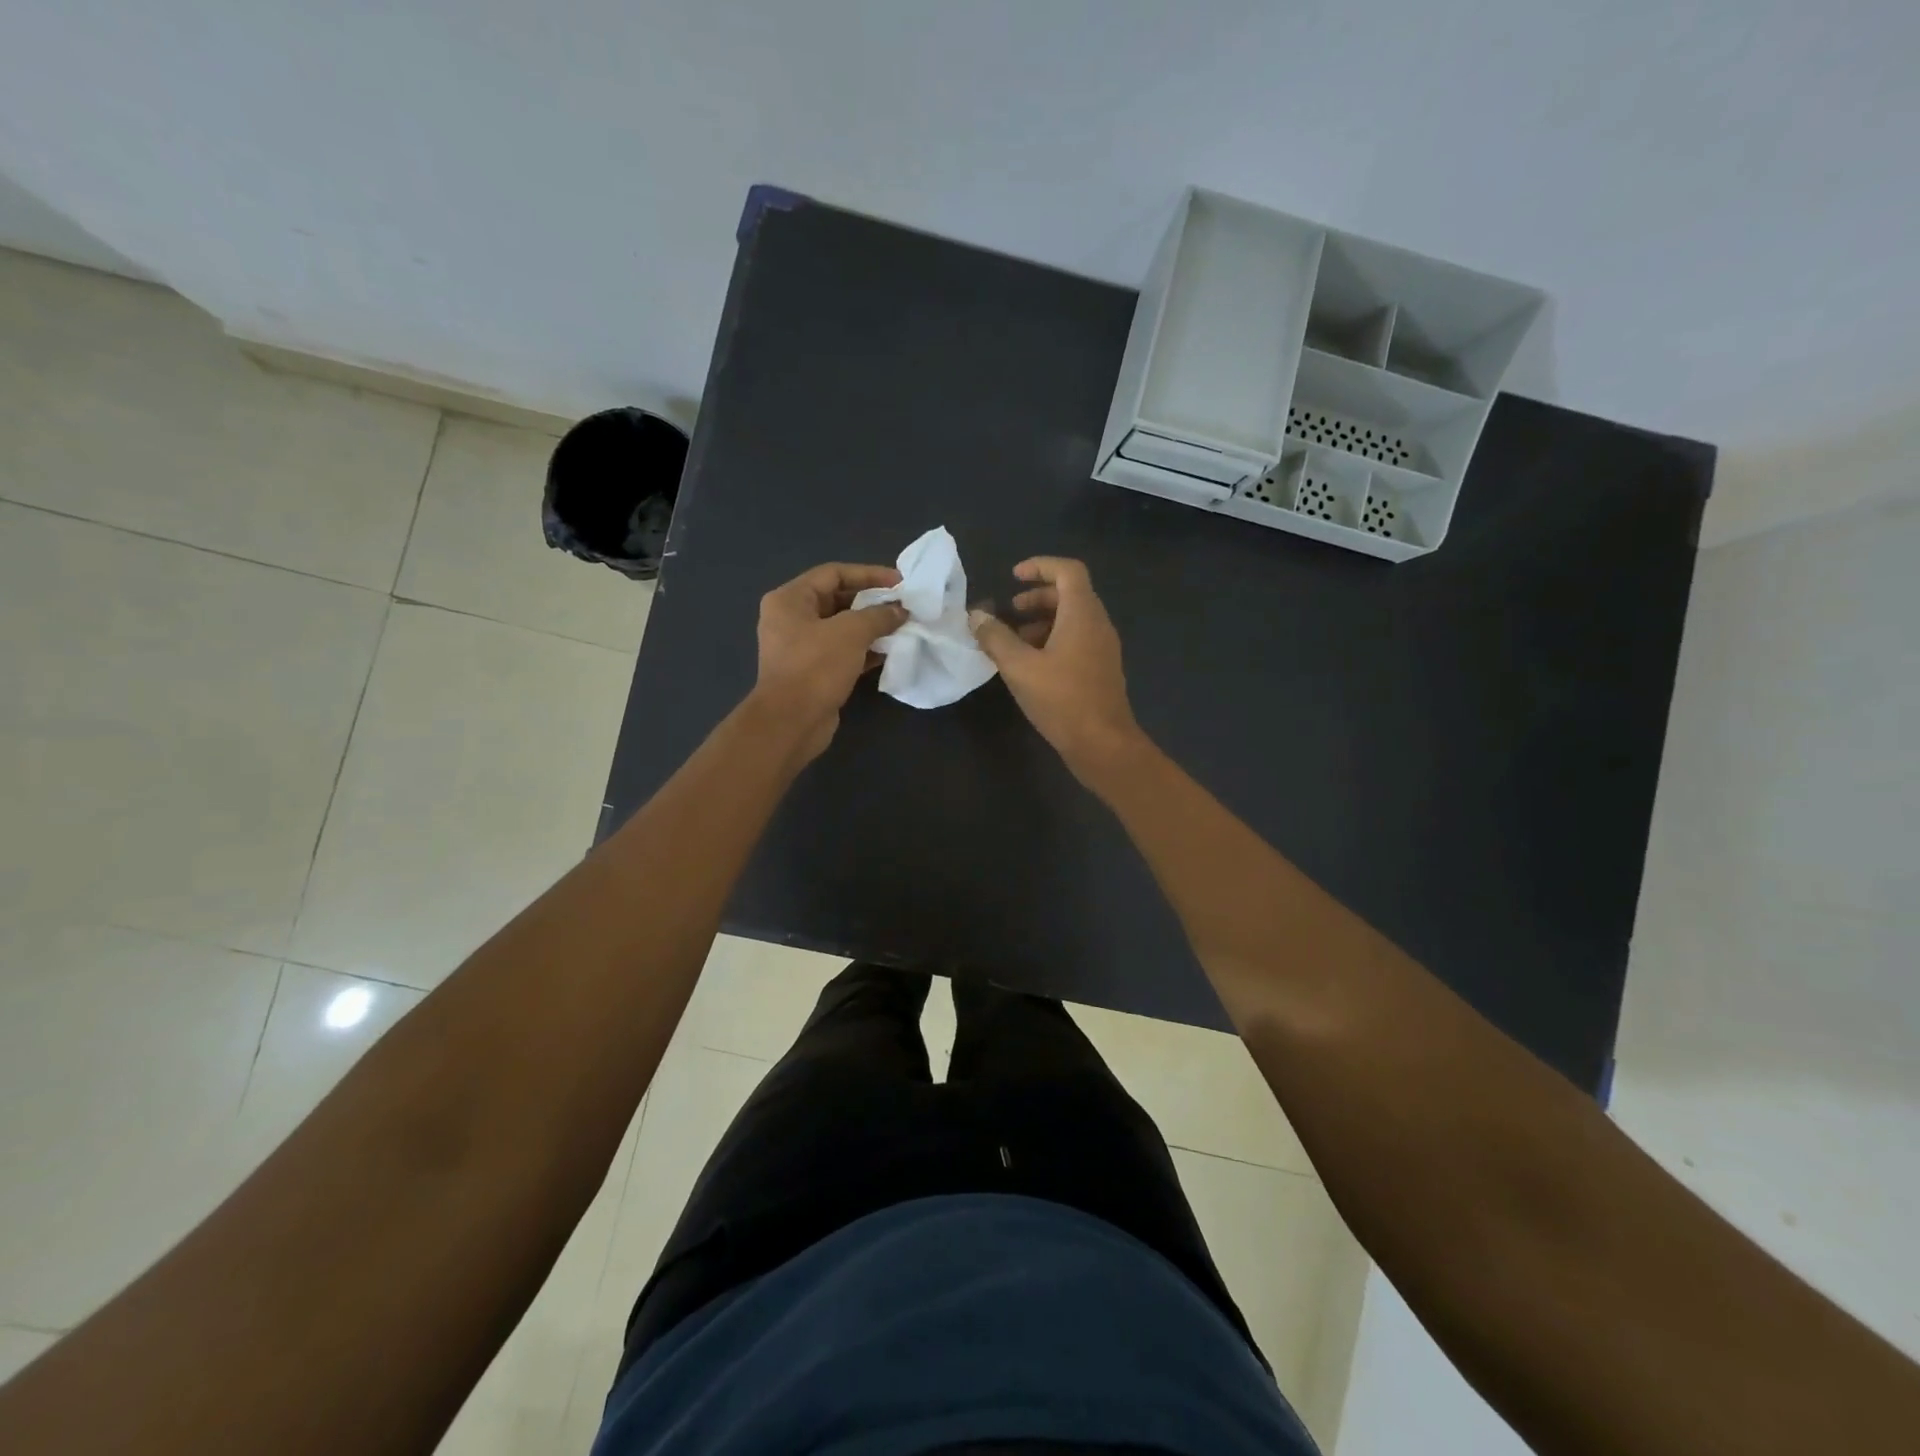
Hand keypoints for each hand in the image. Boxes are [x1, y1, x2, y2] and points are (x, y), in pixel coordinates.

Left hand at [751, 562, 906, 762]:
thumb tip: (900, 611)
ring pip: (842, 628)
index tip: (900, 582)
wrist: (791, 722)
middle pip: (838, 599)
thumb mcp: (851, 632)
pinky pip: (843, 652)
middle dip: (872, 602)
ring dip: (872, 627)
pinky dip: (865, 650)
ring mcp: (801, 647)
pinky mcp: (813, 672)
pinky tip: (891, 652)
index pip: (834, 573)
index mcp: (790, 599)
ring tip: (903, 627)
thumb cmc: (816, 667)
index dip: (869, 574)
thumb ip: (878, 615)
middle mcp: (791, 619)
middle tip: (904, 606)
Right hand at [968, 556, 1144, 780]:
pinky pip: (1077, 641)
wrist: (1103, 745)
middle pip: (1070, 595)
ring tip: (1013, 643)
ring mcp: (1103, 649)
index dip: (1040, 566)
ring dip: (1042, 622)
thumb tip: (976, 615)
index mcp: (1083, 614)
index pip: (1068, 571)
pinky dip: (1053, 641)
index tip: (1014, 577)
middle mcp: (1098, 624)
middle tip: (1009, 611)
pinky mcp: (1101, 670)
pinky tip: (1030, 667)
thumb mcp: (1020, 667)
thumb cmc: (1062, 700)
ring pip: (1072, 620)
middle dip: (1037, 598)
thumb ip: (995, 638)